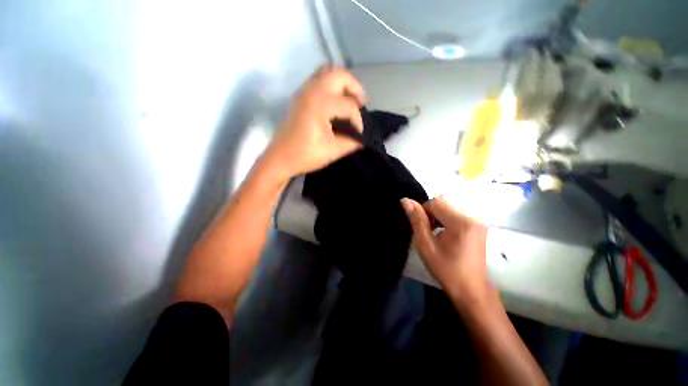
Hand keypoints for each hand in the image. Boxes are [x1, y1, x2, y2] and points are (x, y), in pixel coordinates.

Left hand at [264, 66, 366, 178]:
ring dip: (343, 84)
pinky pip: (318, 80)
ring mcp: (303, 91)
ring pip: (327, 73)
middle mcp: (311, 91)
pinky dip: (331, 86)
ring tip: (350, 101)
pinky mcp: (299, 97)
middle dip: (355, 88)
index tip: (360, 134)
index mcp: (320, 103)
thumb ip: (352, 142)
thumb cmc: (305, 155)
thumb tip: (363, 138)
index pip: (349, 105)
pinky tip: (335, 103)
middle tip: (361, 104)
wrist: (279, 158)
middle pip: (339, 74)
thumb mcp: (333, 151)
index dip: (358, 120)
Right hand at [401, 197, 490, 307]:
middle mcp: (472, 218)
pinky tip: (446, 234)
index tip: (422, 227)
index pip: (436, 202)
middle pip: (444, 202)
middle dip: (431, 213)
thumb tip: (406, 200)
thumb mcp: (426, 246)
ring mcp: (478, 222)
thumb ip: (417, 221)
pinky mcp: (479, 226)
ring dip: (438, 216)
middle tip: (428, 232)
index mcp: (460, 223)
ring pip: (449, 207)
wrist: (471, 290)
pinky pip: (457, 214)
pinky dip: (447, 219)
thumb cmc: (446, 269)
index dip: (423, 211)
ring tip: (436, 234)